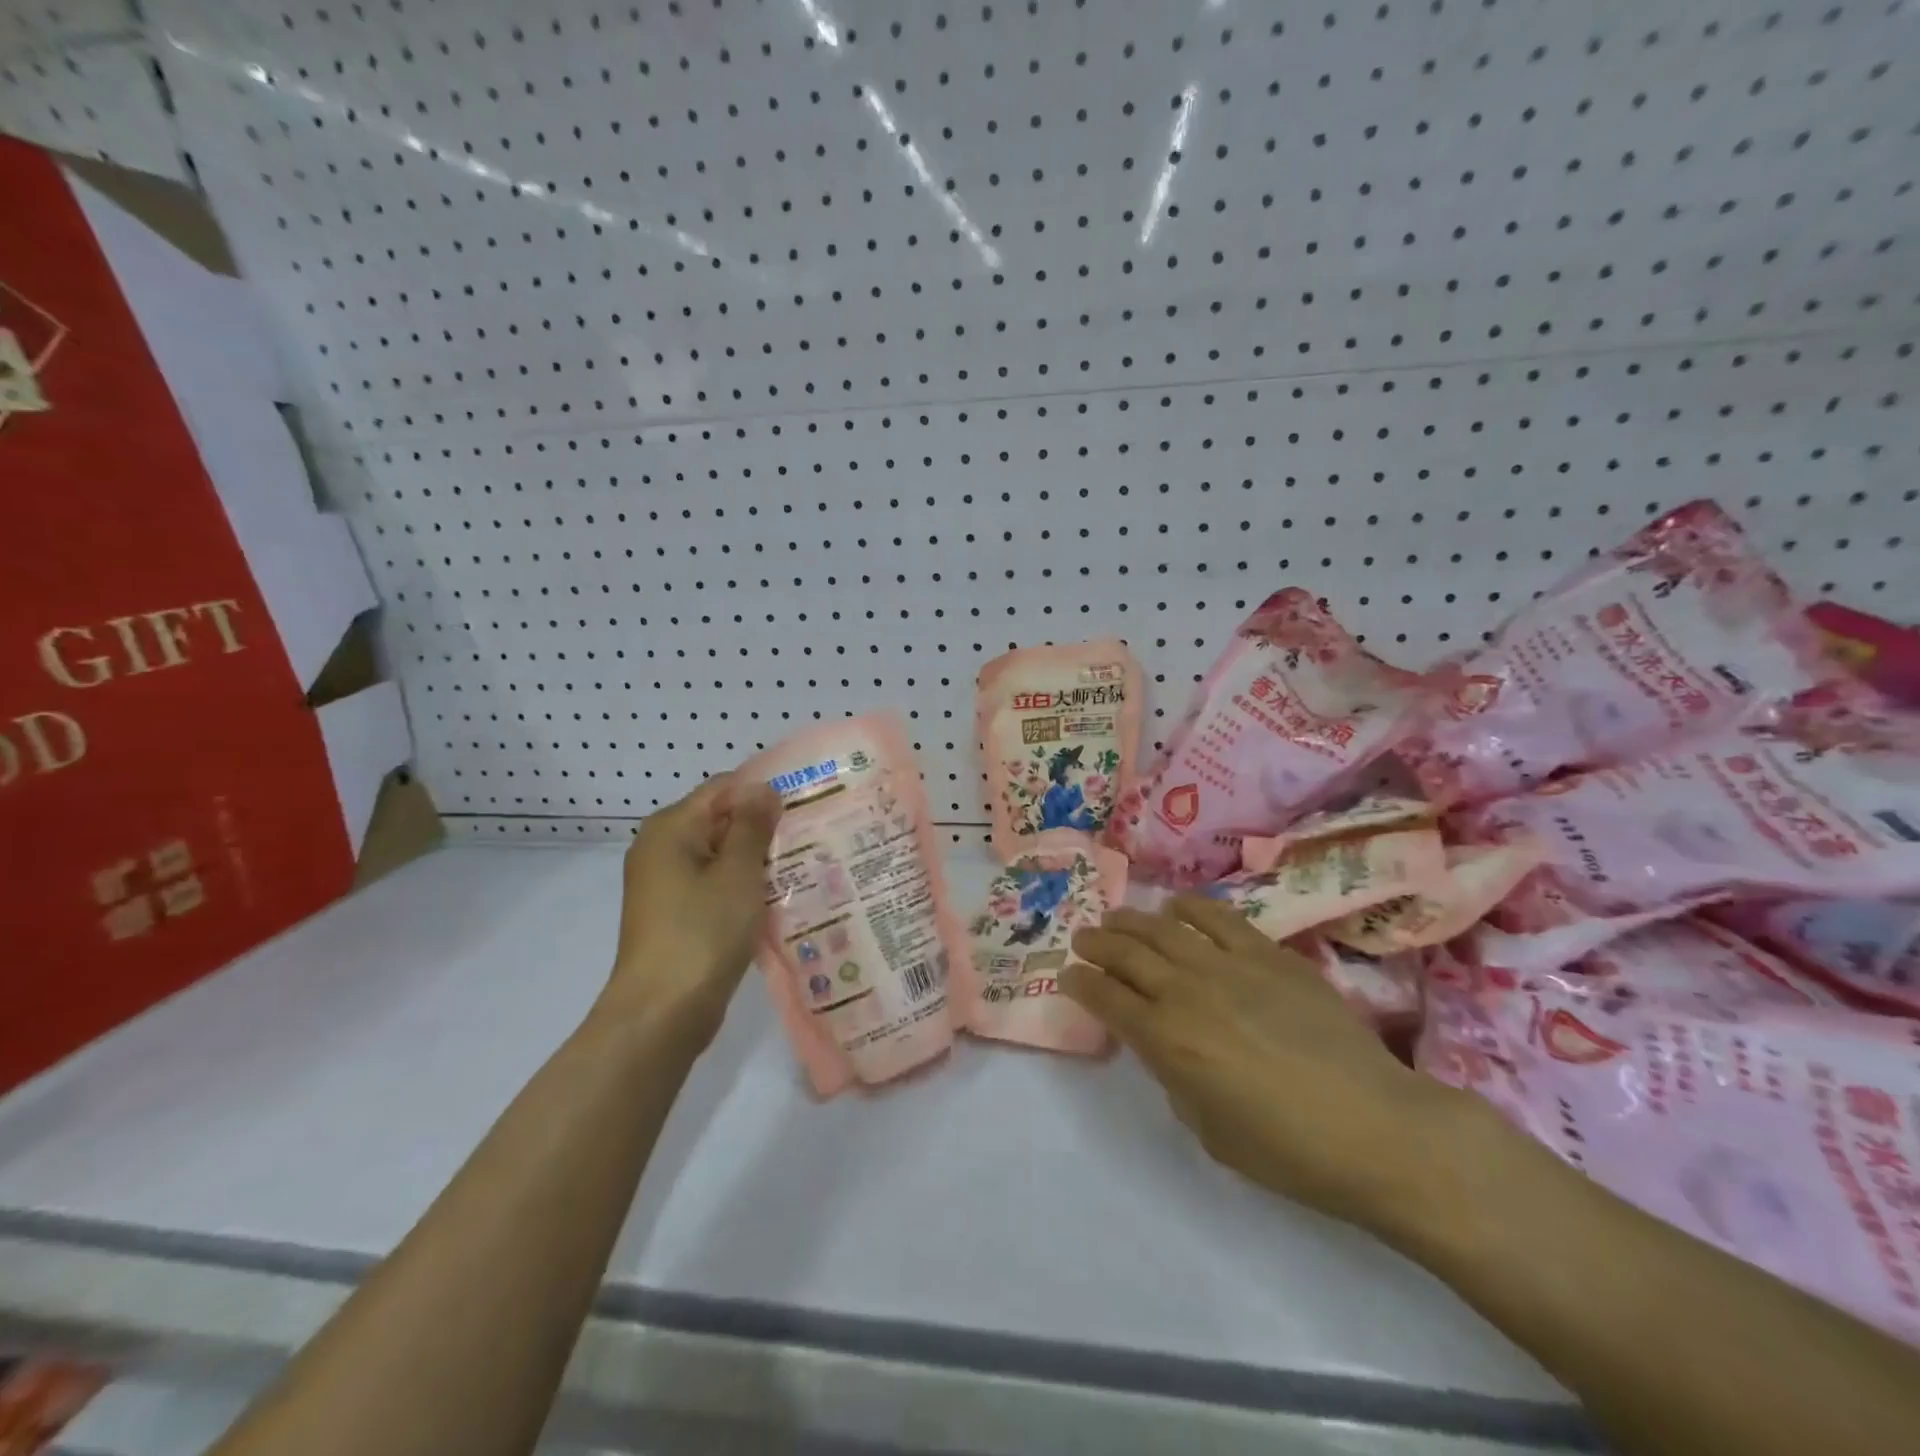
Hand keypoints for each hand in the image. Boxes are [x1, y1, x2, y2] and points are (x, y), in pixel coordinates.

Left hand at [602, 773, 781, 1042]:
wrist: (662, 1014)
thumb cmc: (702, 933)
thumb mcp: (737, 873)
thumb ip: (752, 826)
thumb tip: (764, 788)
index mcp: (671, 828)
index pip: (724, 788)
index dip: (763, 791)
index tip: (806, 802)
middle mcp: (662, 849)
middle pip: (721, 821)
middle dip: (764, 827)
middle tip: (813, 833)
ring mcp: (666, 885)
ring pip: (721, 856)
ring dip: (757, 860)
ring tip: (806, 863)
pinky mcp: (676, 915)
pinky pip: (715, 886)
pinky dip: (743, 887)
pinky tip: (779, 897)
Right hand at [1067, 896, 1466, 1232]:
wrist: (1377, 1128)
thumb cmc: (1290, 1151)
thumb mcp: (1210, 1132)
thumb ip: (1175, 1079)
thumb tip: (1168, 1047)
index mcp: (1166, 1041)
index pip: (1106, 998)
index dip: (1080, 984)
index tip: (1068, 976)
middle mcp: (1187, 992)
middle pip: (1126, 954)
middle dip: (1096, 944)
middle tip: (1083, 940)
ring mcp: (1229, 966)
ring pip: (1164, 928)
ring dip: (1132, 921)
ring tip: (1117, 918)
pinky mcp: (1269, 954)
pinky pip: (1218, 918)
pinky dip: (1190, 908)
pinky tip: (1176, 907)